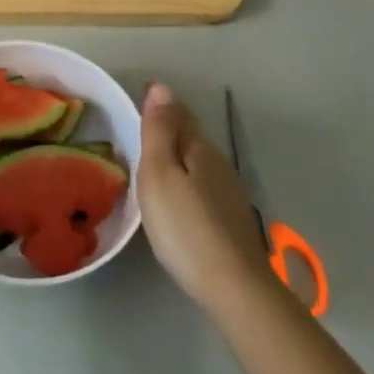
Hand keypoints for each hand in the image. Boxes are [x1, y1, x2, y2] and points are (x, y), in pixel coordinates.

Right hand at [137, 82, 273, 311]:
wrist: (233, 287)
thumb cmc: (185, 226)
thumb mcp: (159, 174)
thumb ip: (159, 131)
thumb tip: (161, 87)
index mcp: (199, 149)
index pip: (179, 114)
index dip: (160, 104)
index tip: (139, 95)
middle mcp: (218, 165)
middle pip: (191, 136)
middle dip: (170, 126)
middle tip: (142, 125)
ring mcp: (228, 193)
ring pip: (199, 162)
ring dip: (179, 153)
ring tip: (155, 158)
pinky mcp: (230, 220)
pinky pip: (203, 184)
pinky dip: (188, 179)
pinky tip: (179, 195)